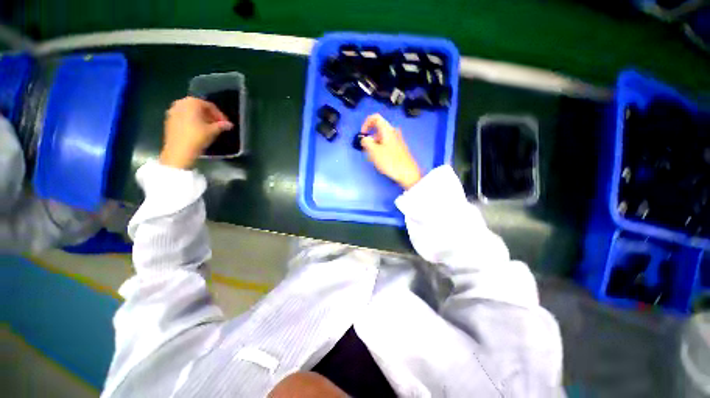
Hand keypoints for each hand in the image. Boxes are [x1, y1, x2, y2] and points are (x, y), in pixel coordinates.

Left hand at [159, 97, 232, 168]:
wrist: (178, 151)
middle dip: (209, 115)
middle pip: (199, 107)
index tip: (226, 124)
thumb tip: (229, 124)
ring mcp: (172, 111)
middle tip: (218, 125)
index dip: (219, 115)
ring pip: (190, 112)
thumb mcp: (213, 131)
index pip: (210, 106)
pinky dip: (192, 121)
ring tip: (208, 128)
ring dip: (201, 118)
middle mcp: (181, 103)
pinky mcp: (169, 120)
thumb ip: (221, 126)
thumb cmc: (197, 137)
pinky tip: (197, 130)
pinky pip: (183, 117)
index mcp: (192, 103)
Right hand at [360, 114, 421, 189]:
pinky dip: (381, 149)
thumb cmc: (390, 161)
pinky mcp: (399, 148)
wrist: (407, 173)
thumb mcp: (374, 152)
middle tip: (367, 149)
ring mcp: (397, 140)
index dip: (366, 123)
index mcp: (387, 130)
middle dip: (370, 137)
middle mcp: (393, 132)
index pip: (375, 117)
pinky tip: (381, 160)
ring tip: (373, 157)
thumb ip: (366, 142)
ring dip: (375, 145)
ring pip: (382, 138)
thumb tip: (365, 139)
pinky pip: (387, 144)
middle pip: (378, 129)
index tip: (362, 134)